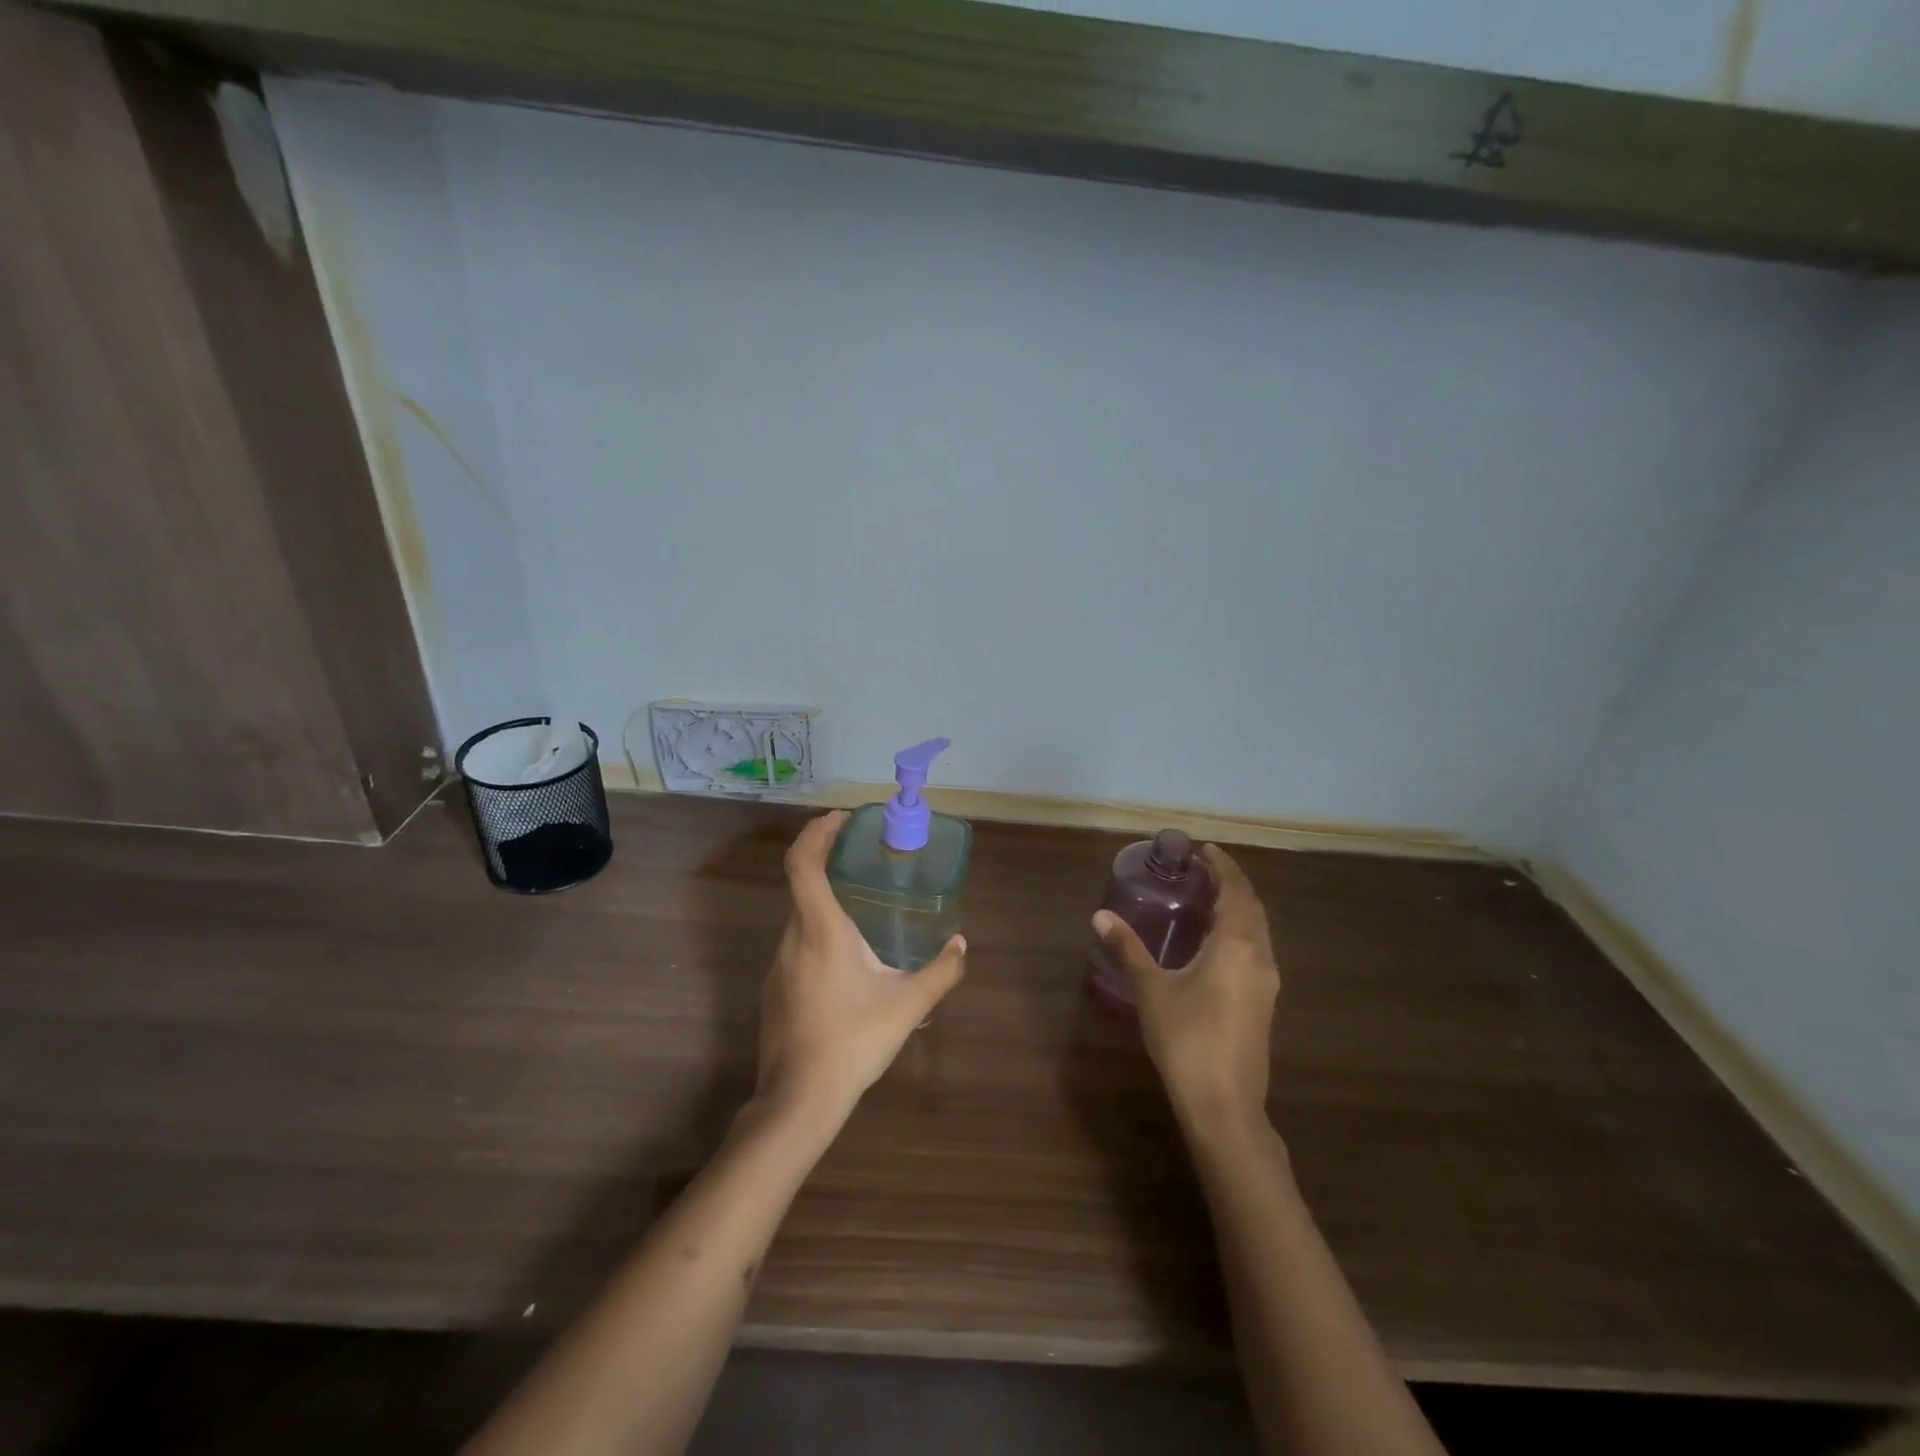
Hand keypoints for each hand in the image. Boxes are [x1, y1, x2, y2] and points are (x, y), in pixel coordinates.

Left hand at [755, 812, 967, 1127]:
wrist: (799, 1100)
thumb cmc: (853, 1040)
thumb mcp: (908, 1005)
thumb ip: (942, 971)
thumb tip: (962, 944)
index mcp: (821, 929)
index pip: (803, 862)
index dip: (817, 831)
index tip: (841, 819)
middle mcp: (792, 938)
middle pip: (801, 886)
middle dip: (828, 864)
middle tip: (862, 861)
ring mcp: (777, 966)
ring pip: (800, 919)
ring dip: (826, 905)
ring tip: (863, 915)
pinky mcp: (774, 991)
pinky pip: (797, 948)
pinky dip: (819, 937)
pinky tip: (846, 968)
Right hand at [1092, 843, 1277, 1134]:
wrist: (1225, 1106)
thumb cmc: (1187, 1039)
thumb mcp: (1151, 990)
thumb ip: (1128, 948)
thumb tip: (1100, 916)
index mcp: (1237, 945)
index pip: (1236, 891)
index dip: (1223, 866)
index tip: (1203, 849)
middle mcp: (1260, 956)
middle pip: (1252, 907)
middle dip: (1231, 883)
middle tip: (1201, 870)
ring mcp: (1267, 982)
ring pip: (1258, 930)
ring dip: (1238, 907)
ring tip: (1206, 898)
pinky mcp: (1264, 1004)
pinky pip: (1256, 949)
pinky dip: (1240, 930)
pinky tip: (1215, 942)